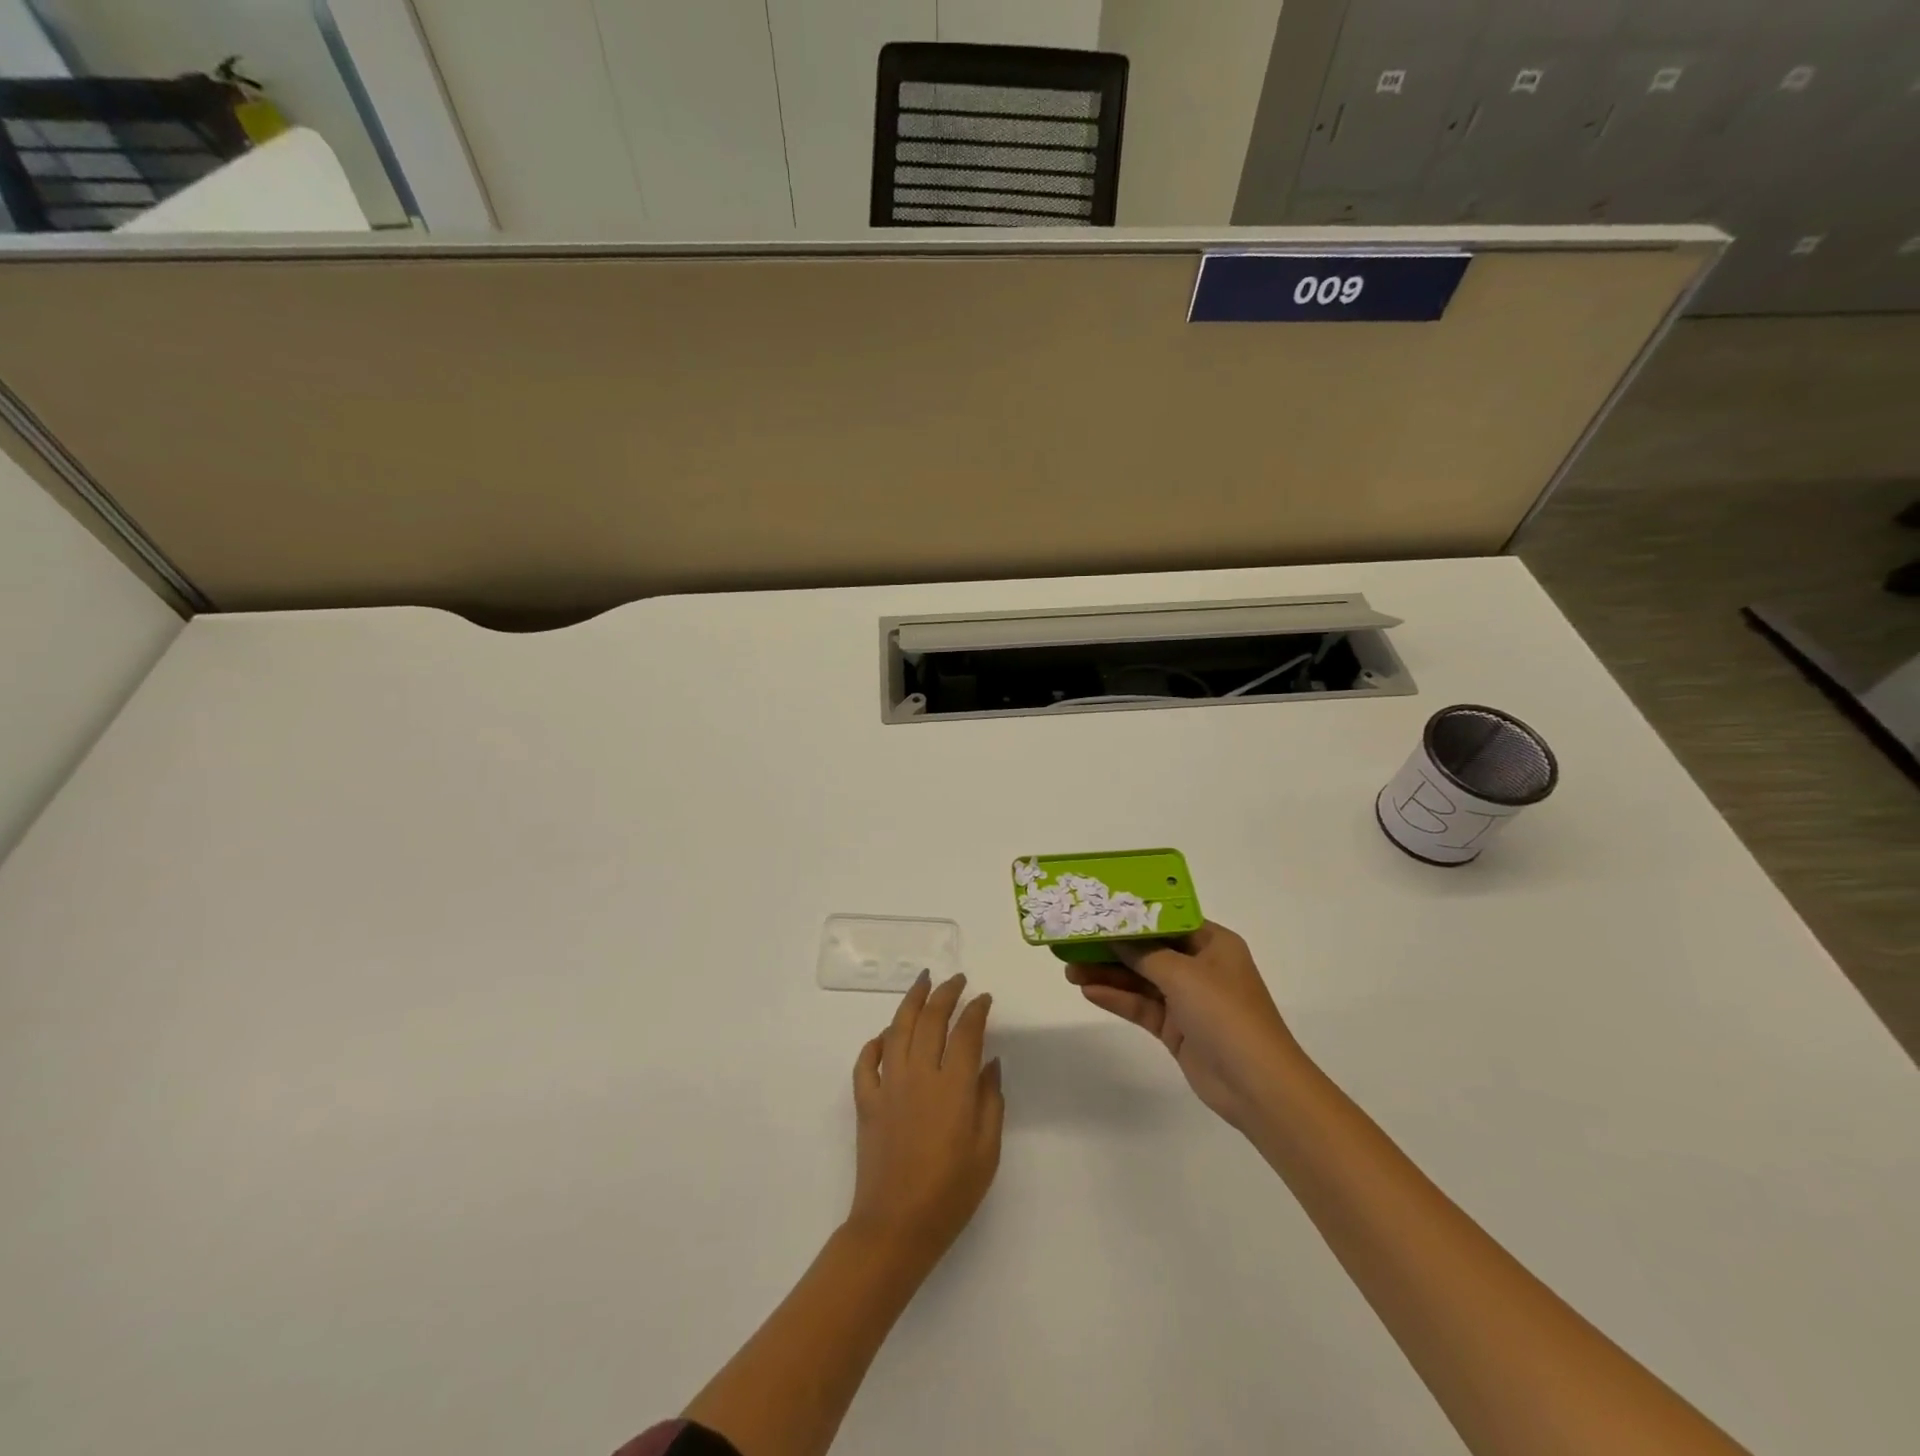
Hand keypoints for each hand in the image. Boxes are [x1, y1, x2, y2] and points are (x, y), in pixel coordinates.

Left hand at [847, 971, 1003, 1270]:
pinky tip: (884, 1035)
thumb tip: (989, 1062)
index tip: (984, 998)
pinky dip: (875, 1043)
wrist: (896, 1227)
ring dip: (911, 1001)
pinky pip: (867, 1062)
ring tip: (922, 982)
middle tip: (956, 979)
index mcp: (953, 1087)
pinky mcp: (866, 1102)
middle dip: (945, 993)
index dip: (976, 1010)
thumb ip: (990, 1101)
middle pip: (931, 1019)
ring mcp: (889, 1086)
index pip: (966, 1032)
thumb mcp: (987, 1152)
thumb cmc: (951, 1194)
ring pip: (897, 1029)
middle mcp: (919, 1075)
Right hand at [1066, 921, 1302, 1129]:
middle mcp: (1200, 967)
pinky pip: (1141, 1006)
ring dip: (1108, 974)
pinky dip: (1117, 999)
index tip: (1098, 908)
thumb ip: (1144, 953)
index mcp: (1213, 944)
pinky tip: (1088, 991)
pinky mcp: (1176, 1028)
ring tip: (1070, 969)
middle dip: (1112, 947)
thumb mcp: (1183, 974)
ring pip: (1141, 979)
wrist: (1257, 1086)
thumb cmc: (1226, 1015)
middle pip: (1149, 950)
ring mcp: (1188, 999)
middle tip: (1074, 941)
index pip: (1167, 919)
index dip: (1133, 914)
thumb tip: (1114, 933)